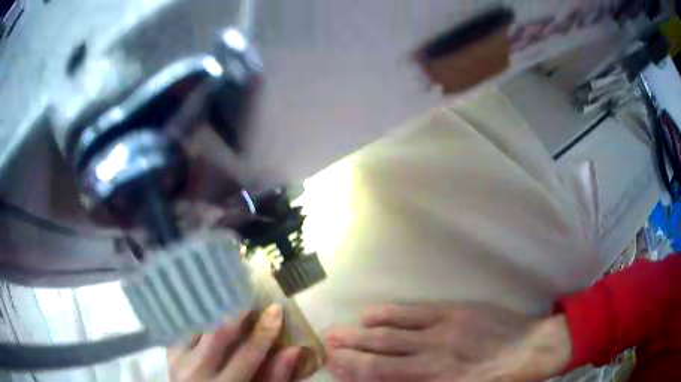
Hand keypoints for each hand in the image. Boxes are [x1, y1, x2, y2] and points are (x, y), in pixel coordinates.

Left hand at [168, 304, 301, 381]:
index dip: (264, 331)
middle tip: (251, 298)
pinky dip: (200, 317)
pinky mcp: (170, 351)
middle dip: (237, 313)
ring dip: (216, 310)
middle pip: (217, 333)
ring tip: (232, 299)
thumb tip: (293, 350)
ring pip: (198, 325)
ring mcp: (178, 359)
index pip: (247, 354)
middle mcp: (196, 370)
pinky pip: (185, 327)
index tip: (276, 309)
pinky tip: (211, 310)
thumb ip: (275, 377)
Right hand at [324, 302, 571, 381]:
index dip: (356, 372)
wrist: (531, 348)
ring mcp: (444, 329)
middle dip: (350, 351)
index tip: (335, 366)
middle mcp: (434, 356)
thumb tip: (398, 381)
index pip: (385, 376)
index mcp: (438, 380)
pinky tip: (373, 314)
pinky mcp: (456, 311)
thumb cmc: (499, 380)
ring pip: (394, 331)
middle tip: (326, 346)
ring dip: (363, 332)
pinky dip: (390, 314)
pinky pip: (415, 312)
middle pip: (382, 354)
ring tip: (340, 331)